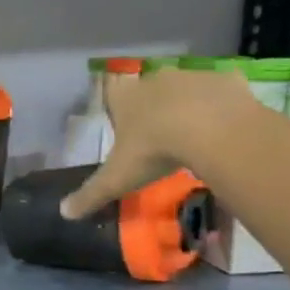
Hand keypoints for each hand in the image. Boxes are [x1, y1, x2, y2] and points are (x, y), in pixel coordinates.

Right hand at [59, 68, 256, 218]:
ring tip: (195, 133)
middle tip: (160, 133)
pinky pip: (220, 92)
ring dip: (187, 104)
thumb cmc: (153, 150)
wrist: (211, 129)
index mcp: (125, 98)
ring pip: (185, 87)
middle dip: (153, 105)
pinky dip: (221, 105)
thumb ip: (90, 194)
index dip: (117, 105)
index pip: (112, 92)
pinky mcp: (225, 80)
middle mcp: (154, 80)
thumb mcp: (117, 178)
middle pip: (149, 88)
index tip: (125, 122)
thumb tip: (64, 213)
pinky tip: (224, 127)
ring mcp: (191, 76)